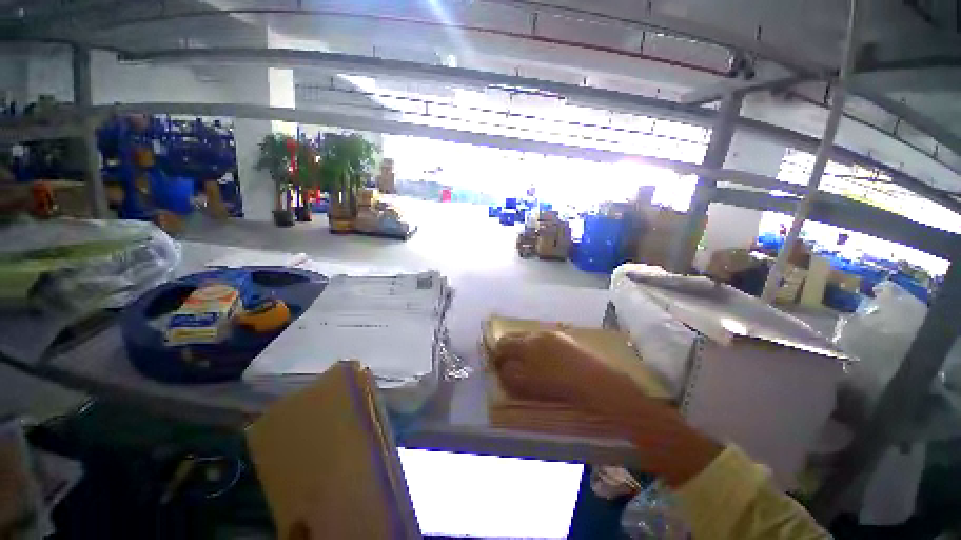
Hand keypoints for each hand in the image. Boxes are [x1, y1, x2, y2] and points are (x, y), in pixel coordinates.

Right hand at [490, 330, 617, 405]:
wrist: (594, 380)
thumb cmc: (556, 384)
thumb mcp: (527, 384)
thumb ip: (509, 374)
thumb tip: (501, 367)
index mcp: (525, 343)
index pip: (503, 343)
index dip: (496, 353)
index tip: (495, 364)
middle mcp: (536, 334)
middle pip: (515, 336)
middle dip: (508, 347)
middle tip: (507, 361)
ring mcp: (552, 334)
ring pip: (529, 336)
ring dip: (522, 346)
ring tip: (525, 360)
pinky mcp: (564, 338)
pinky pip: (542, 339)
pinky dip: (536, 346)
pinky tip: (543, 358)